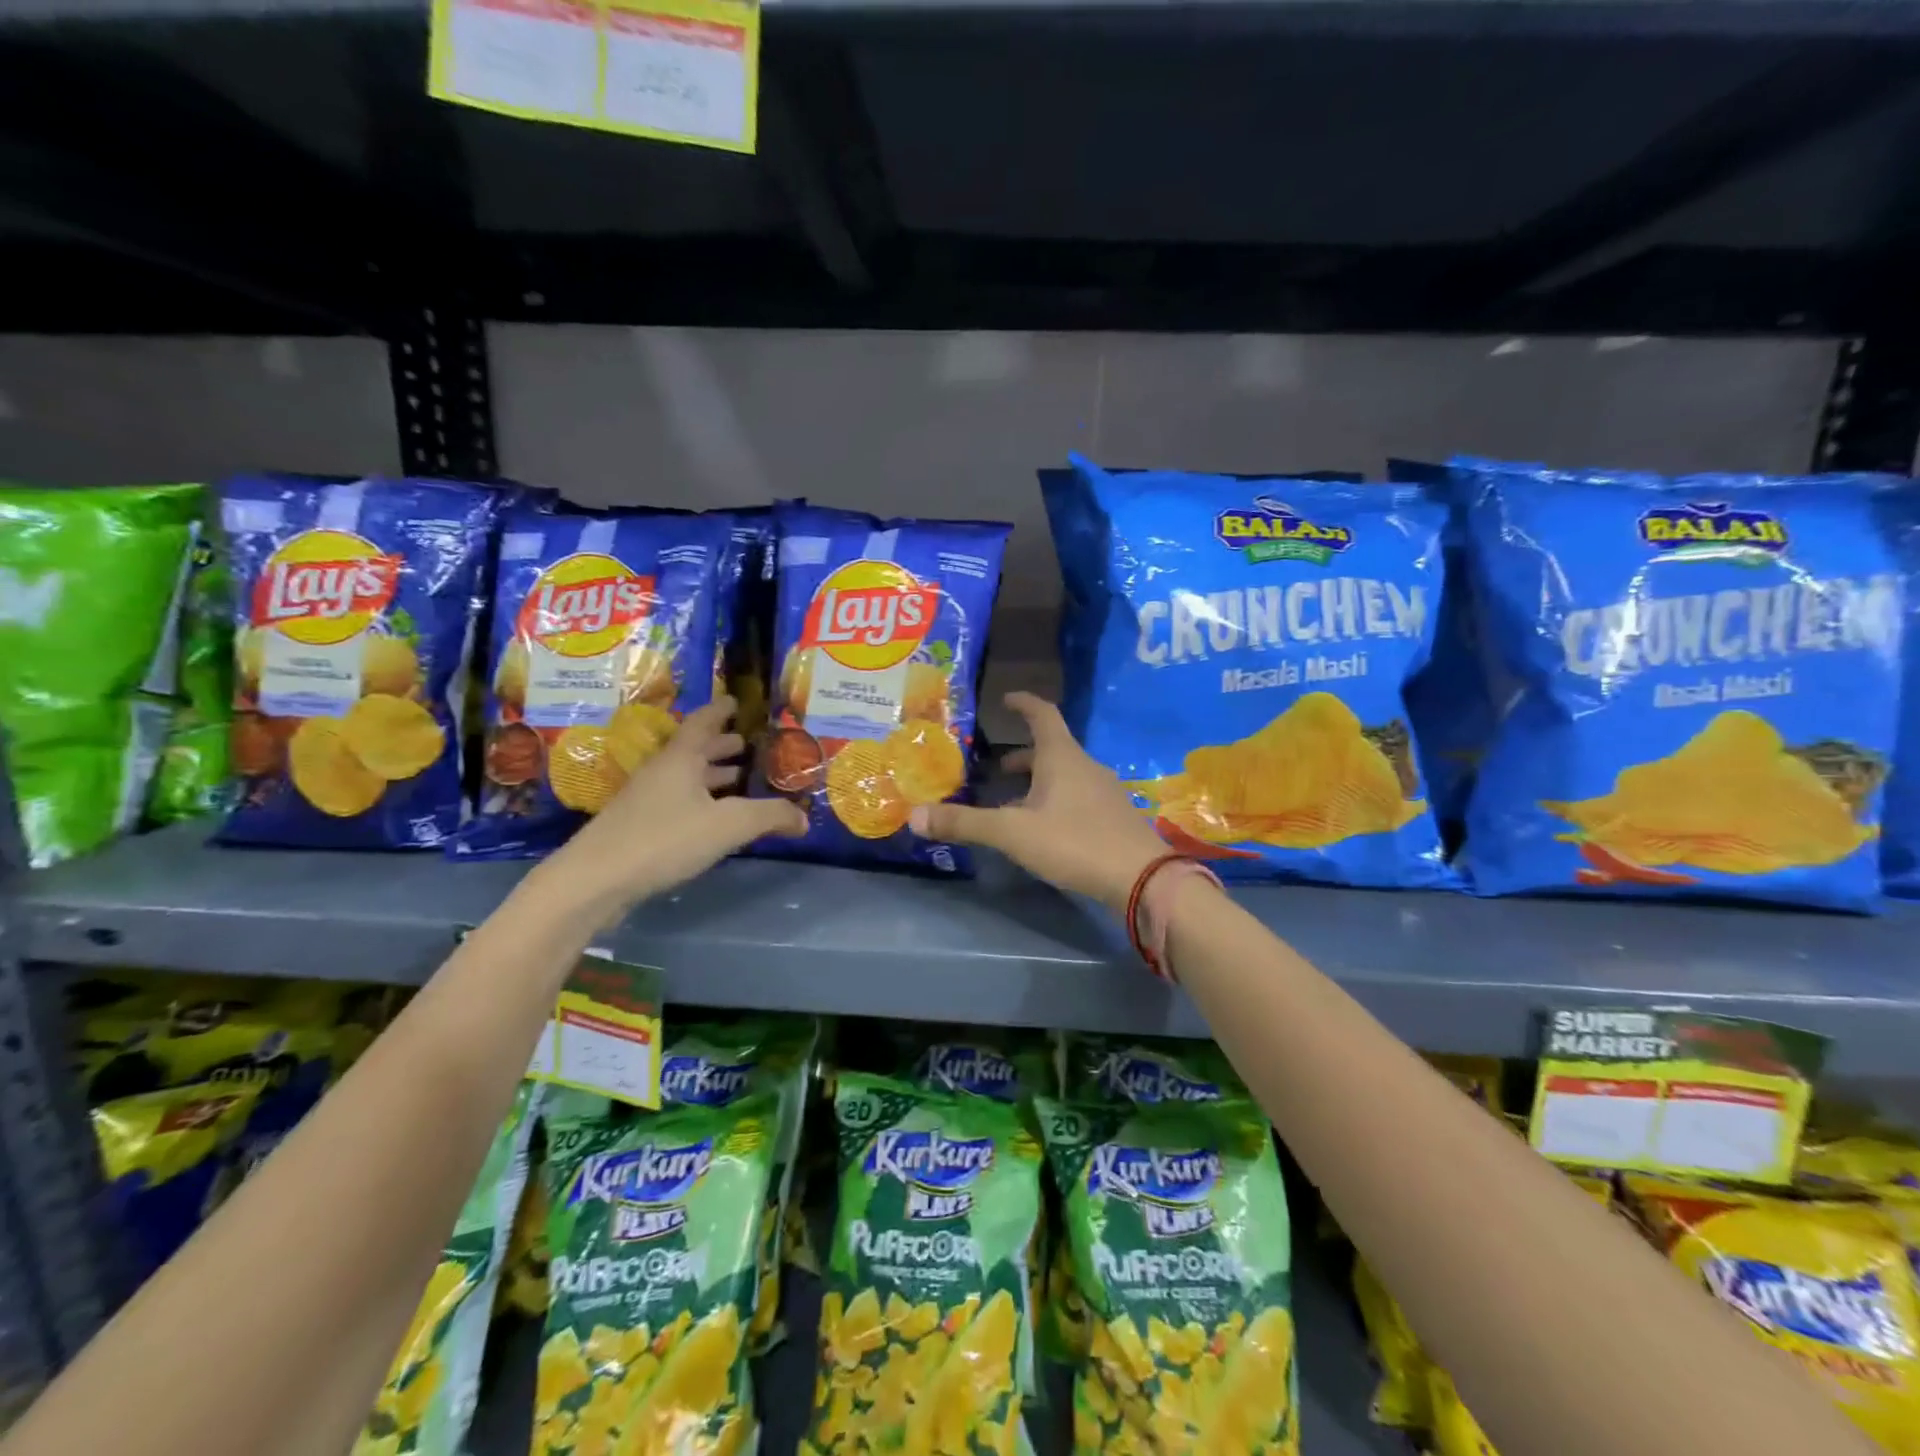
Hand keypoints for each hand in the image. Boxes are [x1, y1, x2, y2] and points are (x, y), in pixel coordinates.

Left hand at [540, 696, 805, 914]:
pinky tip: (713, 818)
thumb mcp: (728, 826)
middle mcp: (662, 771)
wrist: (595, 880)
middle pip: (693, 750)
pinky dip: (700, 799)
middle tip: (746, 744)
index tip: (736, 702)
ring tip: (737, 778)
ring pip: (684, 777)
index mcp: (681, 759)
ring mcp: (645, 799)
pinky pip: (677, 800)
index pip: (703, 722)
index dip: (720, 710)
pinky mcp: (637, 826)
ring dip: (710, 774)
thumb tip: (804, 818)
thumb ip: (769, 817)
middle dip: (720, 746)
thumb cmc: (664, 839)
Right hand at [908, 692, 1169, 909]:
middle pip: (1051, 749)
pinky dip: (1054, 801)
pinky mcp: (1114, 818)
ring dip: (1037, 781)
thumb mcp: (1013, 833)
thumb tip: (914, 816)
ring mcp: (1104, 792)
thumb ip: (965, 823)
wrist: (1142, 878)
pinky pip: (1077, 797)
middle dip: (1022, 755)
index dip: (1023, 703)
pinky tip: (1043, 829)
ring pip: (1064, 776)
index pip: (1042, 714)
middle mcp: (1085, 766)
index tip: (1006, 698)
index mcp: (1062, 757)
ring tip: (1011, 802)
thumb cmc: (1075, 842)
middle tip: (996, 767)